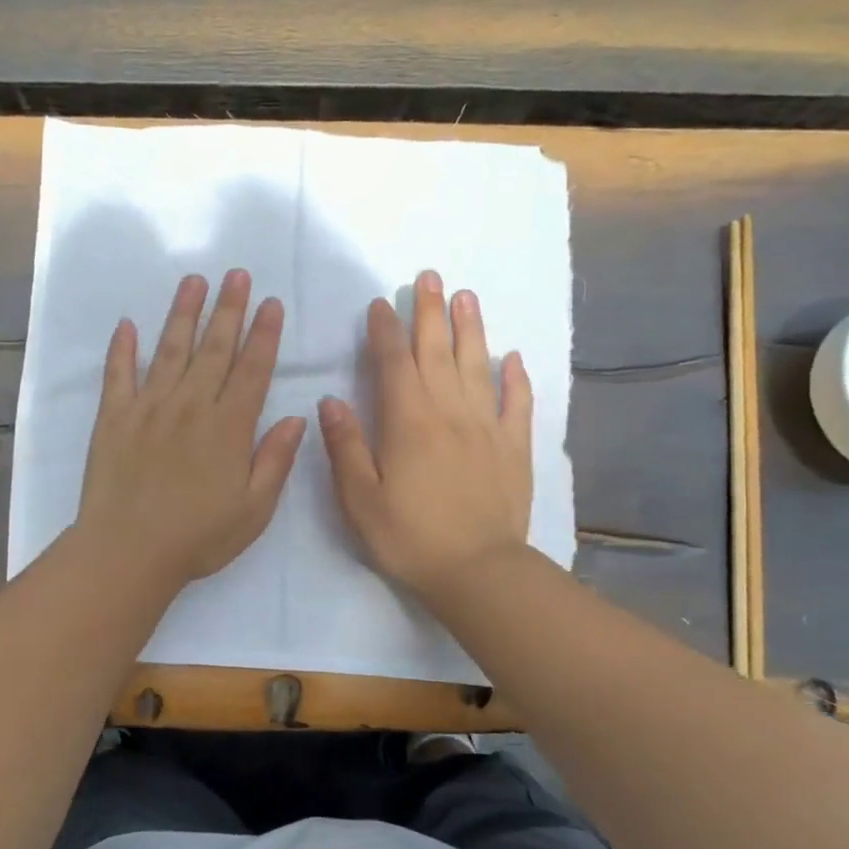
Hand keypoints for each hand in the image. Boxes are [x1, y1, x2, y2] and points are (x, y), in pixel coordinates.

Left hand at [77, 269, 306, 590]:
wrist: (128, 551)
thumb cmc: (198, 537)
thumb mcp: (254, 509)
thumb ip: (276, 459)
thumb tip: (297, 417)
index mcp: (228, 426)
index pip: (252, 369)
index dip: (263, 334)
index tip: (270, 303)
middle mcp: (190, 405)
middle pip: (214, 348)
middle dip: (228, 309)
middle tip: (237, 274)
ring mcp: (148, 407)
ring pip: (169, 350)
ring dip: (183, 313)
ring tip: (193, 280)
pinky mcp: (113, 418)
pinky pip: (117, 375)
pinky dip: (122, 348)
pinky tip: (127, 324)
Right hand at [318, 270, 532, 596]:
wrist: (478, 571)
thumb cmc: (409, 537)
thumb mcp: (360, 498)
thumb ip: (346, 446)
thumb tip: (331, 400)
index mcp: (408, 422)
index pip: (393, 363)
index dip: (384, 330)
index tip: (380, 303)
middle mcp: (449, 412)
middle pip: (437, 352)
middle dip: (429, 312)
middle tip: (429, 277)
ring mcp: (486, 427)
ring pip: (477, 366)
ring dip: (471, 329)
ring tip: (466, 297)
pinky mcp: (514, 447)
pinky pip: (517, 403)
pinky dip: (515, 378)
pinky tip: (512, 358)